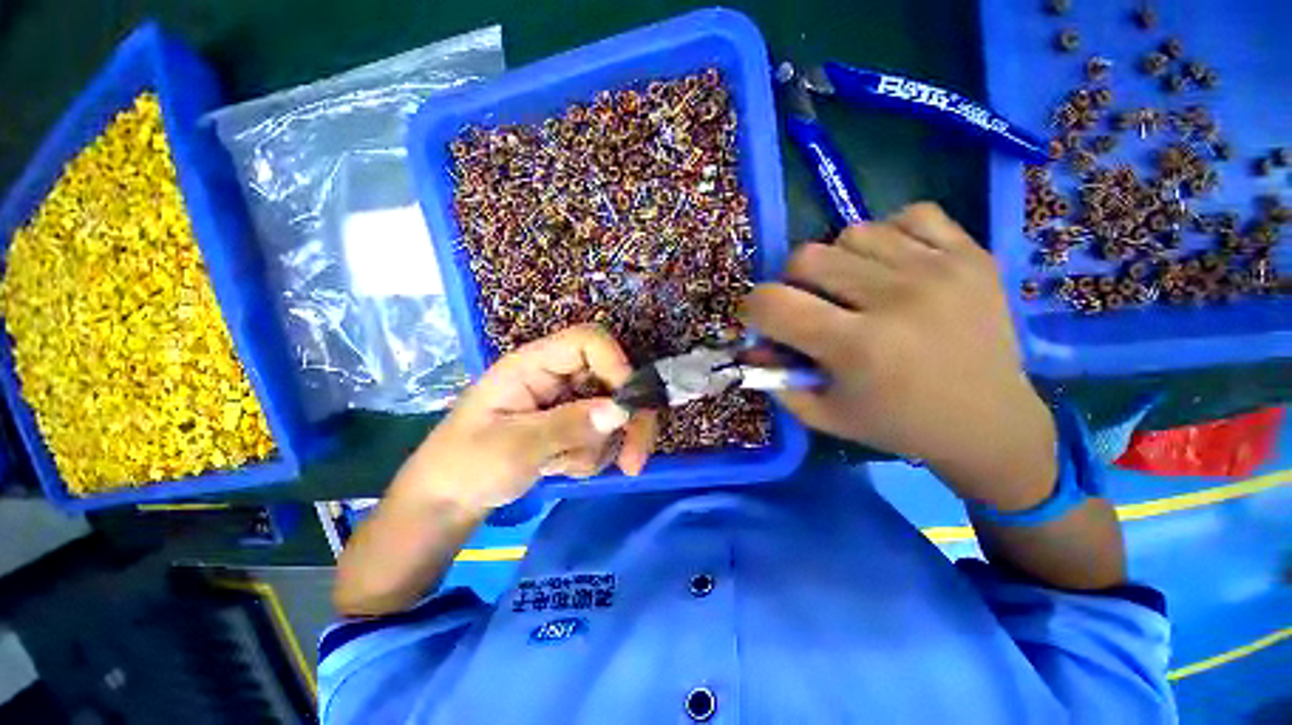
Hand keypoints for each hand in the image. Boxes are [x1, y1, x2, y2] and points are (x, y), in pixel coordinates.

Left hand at [393, 325, 656, 513]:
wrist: (449, 500)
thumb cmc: (467, 465)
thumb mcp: (515, 447)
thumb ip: (569, 425)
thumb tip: (622, 410)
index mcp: (534, 364)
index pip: (589, 342)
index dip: (617, 364)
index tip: (629, 407)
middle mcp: (557, 376)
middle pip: (615, 379)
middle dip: (629, 421)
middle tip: (633, 463)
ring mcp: (567, 400)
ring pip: (615, 412)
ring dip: (602, 446)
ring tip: (562, 466)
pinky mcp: (572, 423)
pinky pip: (605, 435)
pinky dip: (593, 457)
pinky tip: (562, 468)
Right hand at [742, 203, 1055, 509]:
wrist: (990, 421)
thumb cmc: (897, 424)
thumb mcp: (823, 412)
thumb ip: (776, 378)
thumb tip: (749, 344)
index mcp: (858, 347)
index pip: (773, 303)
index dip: (754, 308)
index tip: (764, 320)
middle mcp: (897, 300)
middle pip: (805, 256)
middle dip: (793, 282)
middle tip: (811, 305)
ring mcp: (941, 269)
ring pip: (852, 232)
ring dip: (839, 260)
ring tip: (857, 288)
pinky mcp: (973, 253)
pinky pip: (909, 215)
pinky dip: (890, 235)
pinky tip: (896, 267)